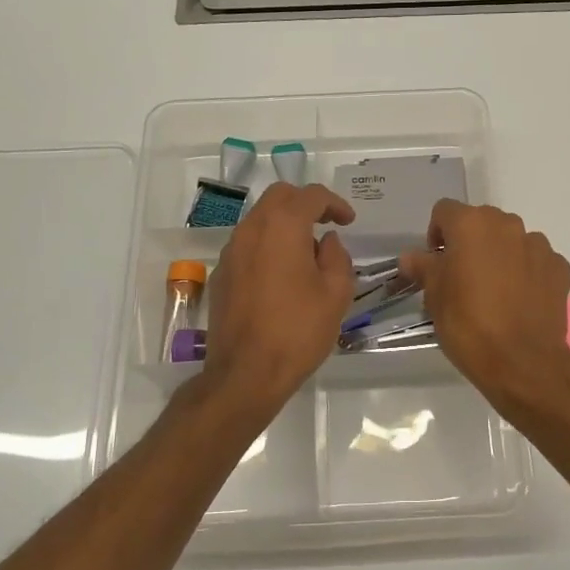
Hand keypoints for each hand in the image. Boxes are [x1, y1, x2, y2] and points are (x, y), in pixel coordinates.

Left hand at [202, 182, 356, 413]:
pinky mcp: (220, 275)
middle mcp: (251, 230)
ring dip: (284, 224)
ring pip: (259, 219)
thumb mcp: (336, 293)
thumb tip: (326, 242)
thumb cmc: (298, 330)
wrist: (245, 373)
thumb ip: (336, 257)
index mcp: (282, 227)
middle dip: (305, 204)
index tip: (348, 221)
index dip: (334, 203)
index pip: (310, 196)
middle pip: (279, 197)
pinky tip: (281, 275)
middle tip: (326, 224)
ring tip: (306, 253)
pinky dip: (267, 246)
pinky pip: (247, 245)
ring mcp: (230, 252)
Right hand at [399, 201, 569, 409]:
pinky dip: (526, 272)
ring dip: (500, 255)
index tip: (436, 264)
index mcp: (471, 224)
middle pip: (481, 222)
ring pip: (511, 240)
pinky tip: (519, 300)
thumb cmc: (468, 324)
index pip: (444, 211)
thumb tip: (411, 257)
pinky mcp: (559, 267)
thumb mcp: (434, 296)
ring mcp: (537, 245)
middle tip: (462, 278)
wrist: (522, 362)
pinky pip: (535, 260)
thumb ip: (423, 267)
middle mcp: (507, 225)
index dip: (436, 235)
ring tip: (494, 291)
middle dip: (469, 243)